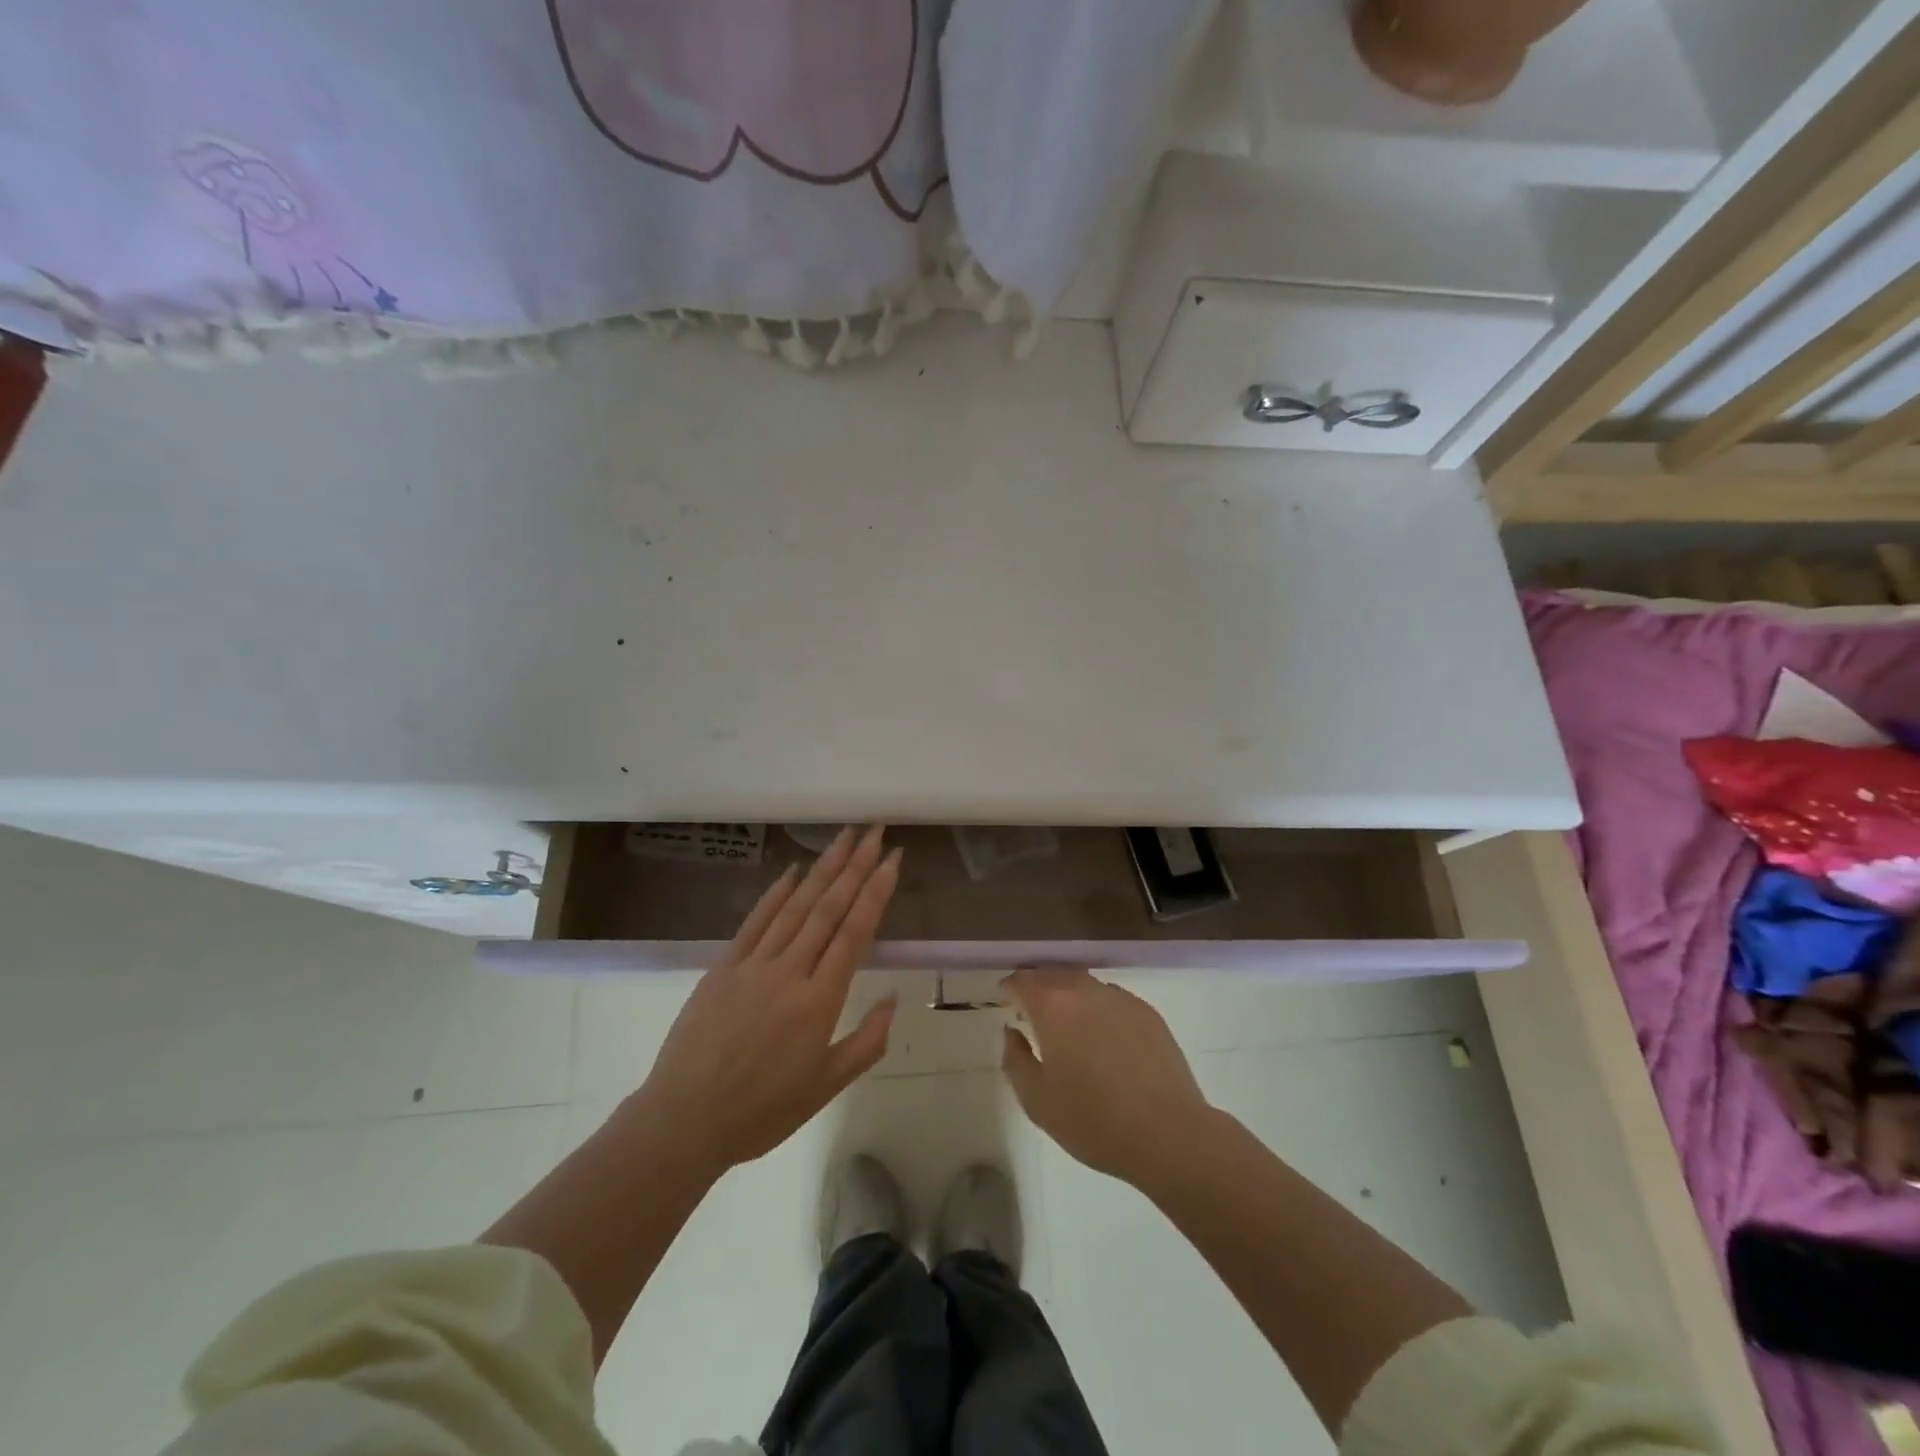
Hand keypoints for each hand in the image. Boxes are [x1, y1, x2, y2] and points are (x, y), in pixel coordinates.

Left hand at [632, 825, 900, 1175]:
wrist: (685, 1120)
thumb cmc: (762, 1111)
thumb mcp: (826, 1087)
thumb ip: (866, 1042)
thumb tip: (892, 998)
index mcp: (820, 1000)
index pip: (855, 932)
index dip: (876, 891)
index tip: (892, 859)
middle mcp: (790, 971)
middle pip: (828, 908)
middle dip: (855, 866)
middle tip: (875, 832)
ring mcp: (754, 964)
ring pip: (796, 906)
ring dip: (822, 868)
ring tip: (844, 838)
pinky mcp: (724, 966)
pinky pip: (755, 922)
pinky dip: (776, 893)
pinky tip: (792, 871)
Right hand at [1000, 967, 1214, 1188]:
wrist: (1168, 1133)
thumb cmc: (1094, 1121)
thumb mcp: (1038, 1101)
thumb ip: (1015, 1060)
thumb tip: (1012, 1032)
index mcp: (1053, 1007)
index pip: (1023, 982)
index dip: (1010, 988)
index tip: (1005, 1000)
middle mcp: (1085, 991)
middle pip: (1054, 975)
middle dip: (1038, 986)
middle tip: (1030, 1008)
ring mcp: (1121, 999)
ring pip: (1085, 984)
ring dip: (1068, 994)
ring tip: (1066, 1021)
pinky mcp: (1147, 1013)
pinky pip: (1112, 999)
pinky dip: (1097, 1007)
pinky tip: (1102, 1035)